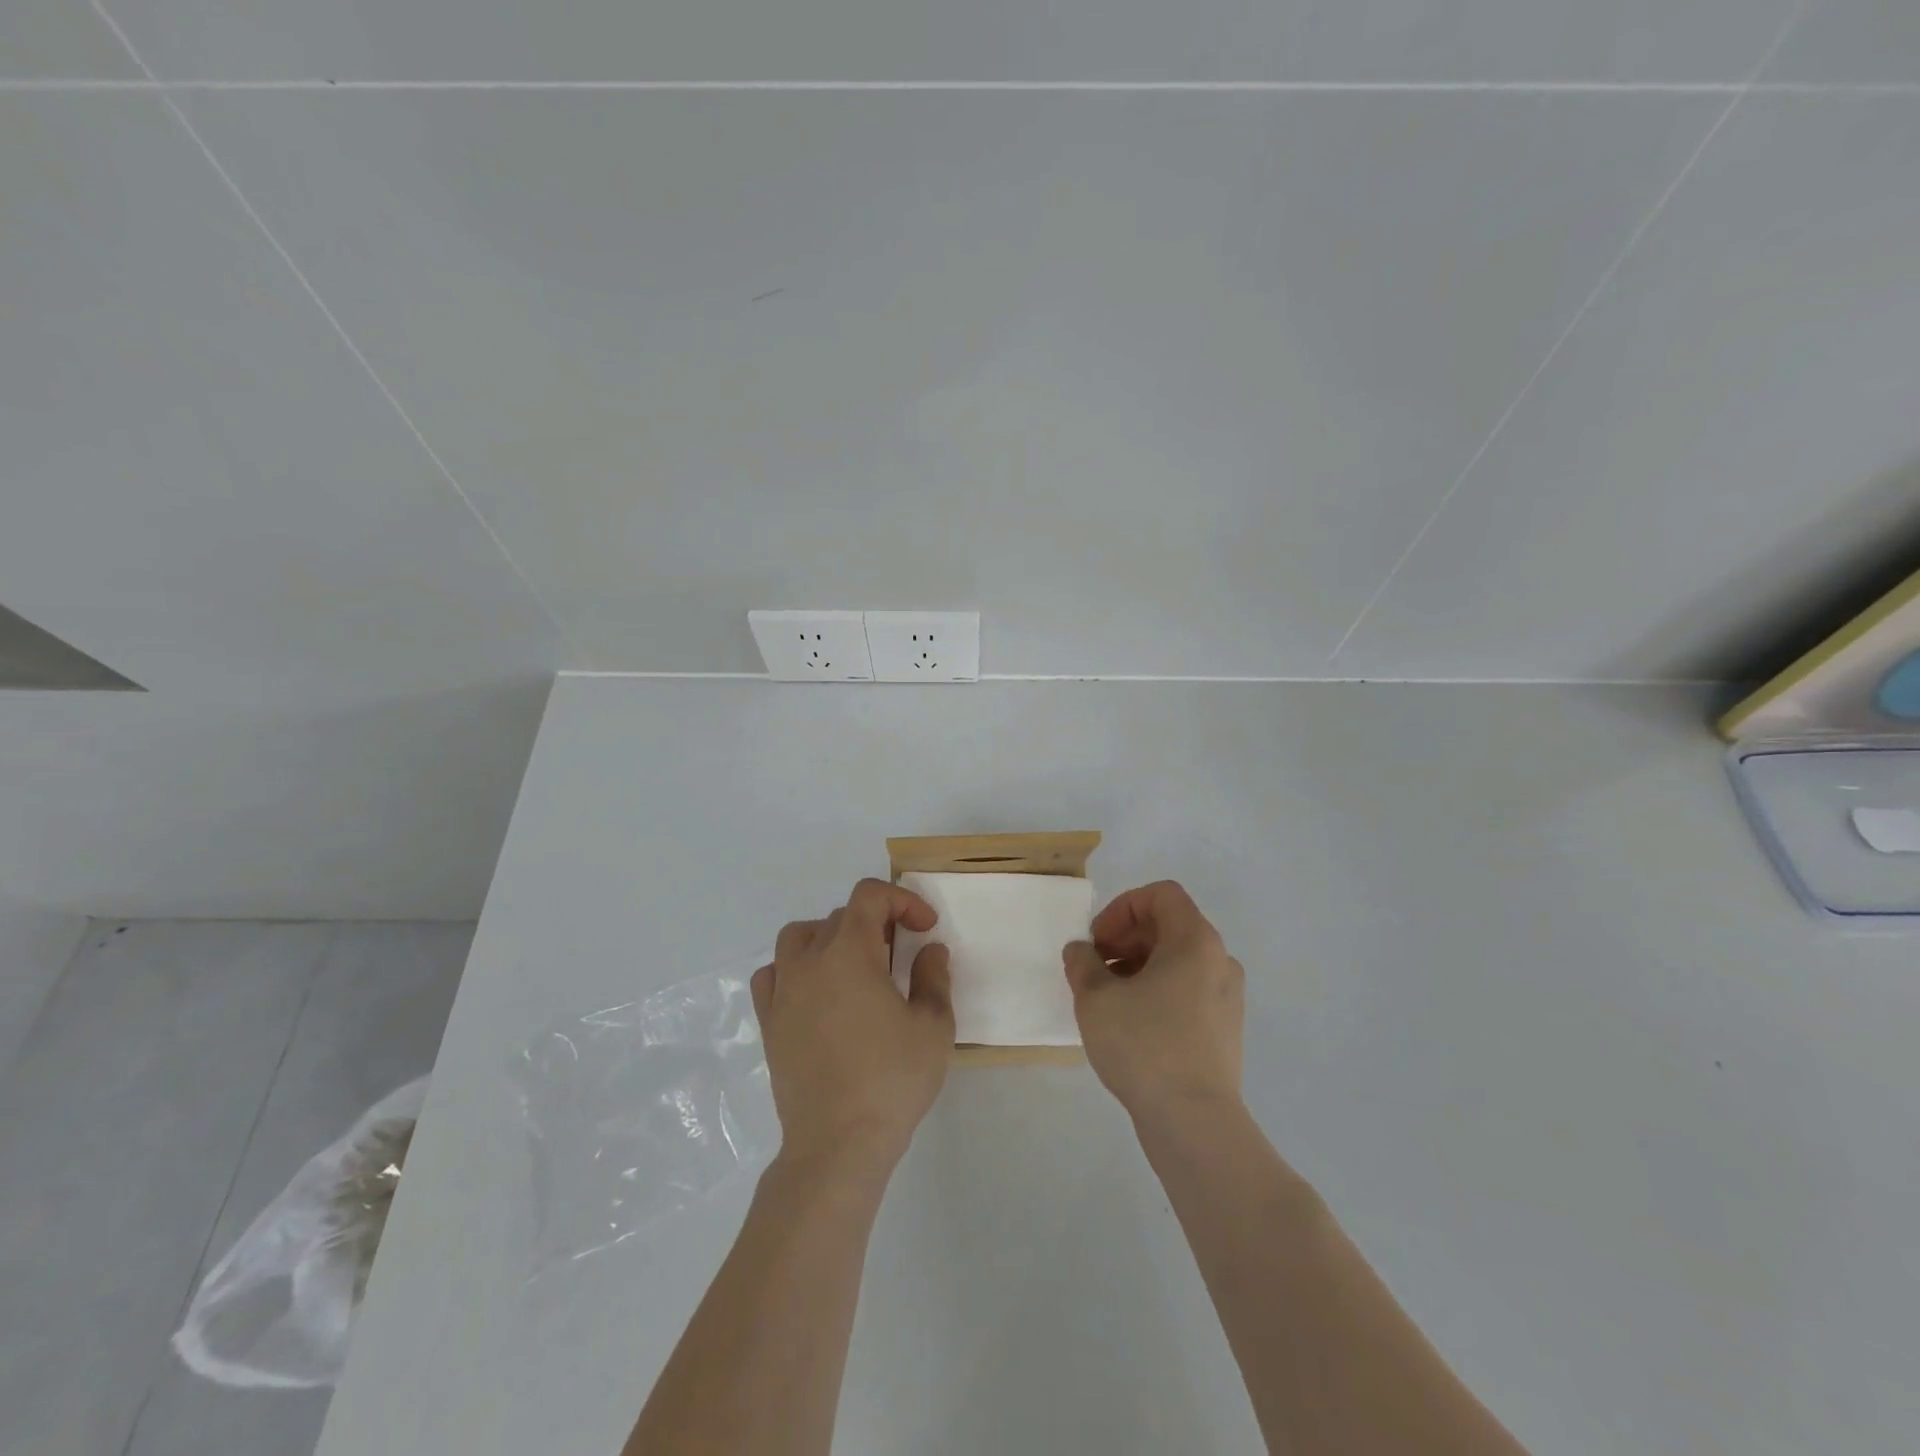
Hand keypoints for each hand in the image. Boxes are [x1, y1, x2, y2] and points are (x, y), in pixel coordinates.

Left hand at [753, 879, 955, 1178]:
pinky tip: (816, 991)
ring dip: (831, 937)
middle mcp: (809, 962)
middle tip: (901, 954)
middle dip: (876, 923)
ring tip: (855, 965)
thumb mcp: (933, 1027)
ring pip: (799, 937)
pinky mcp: (769, 1023)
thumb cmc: (891, 1080)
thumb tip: (930, 951)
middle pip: (840, 916)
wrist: (837, 1144)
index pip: (869, 896)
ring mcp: (783, 992)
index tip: (925, 929)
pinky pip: (773, 974)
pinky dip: (794, 968)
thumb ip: (934, 978)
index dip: (902, 901)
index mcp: (848, 953)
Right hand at [1063, 881, 1244, 1123]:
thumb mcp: (1095, 998)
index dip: (1122, 908)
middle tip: (1095, 968)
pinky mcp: (1225, 1029)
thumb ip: (1082, 963)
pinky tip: (1131, 1024)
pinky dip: (1158, 992)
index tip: (1098, 941)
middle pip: (1170, 926)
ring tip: (1108, 999)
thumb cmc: (1144, 1045)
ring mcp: (1227, 997)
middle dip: (1126, 938)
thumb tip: (1081, 952)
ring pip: (1178, 961)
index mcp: (1195, 940)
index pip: (1161, 895)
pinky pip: (1188, 991)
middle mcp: (1219, 960)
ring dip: (1139, 966)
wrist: (1194, 1122)